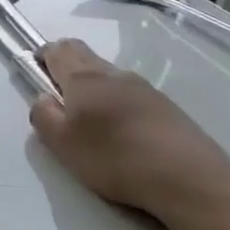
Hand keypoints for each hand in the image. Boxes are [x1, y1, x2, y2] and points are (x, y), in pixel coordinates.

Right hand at [30, 38, 229, 227]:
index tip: (38, 72)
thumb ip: (43, 116)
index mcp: (84, 78)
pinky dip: (119, 103)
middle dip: (67, 67)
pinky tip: (124, 133)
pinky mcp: (167, 107)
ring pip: (108, 75)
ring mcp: (145, 88)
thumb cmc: (116, 159)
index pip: (57, 49)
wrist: (191, 180)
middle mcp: (114, 73)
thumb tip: (44, 98)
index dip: (43, 55)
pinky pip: (132, 94)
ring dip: (94, 88)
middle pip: (83, 55)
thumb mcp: (63, 145)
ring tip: (93, 122)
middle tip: (61, 99)